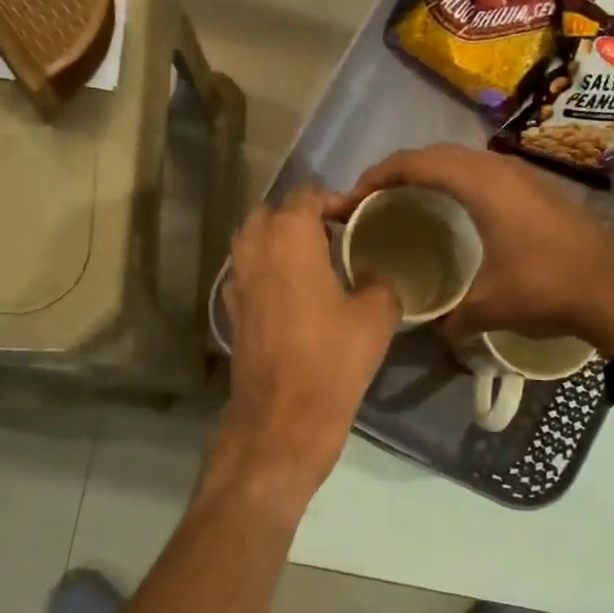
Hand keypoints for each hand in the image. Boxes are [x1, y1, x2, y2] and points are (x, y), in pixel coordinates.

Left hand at [215, 187, 401, 506]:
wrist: (282, 418)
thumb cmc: (332, 359)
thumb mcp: (376, 315)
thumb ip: (381, 280)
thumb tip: (378, 273)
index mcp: (288, 237)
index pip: (307, 194)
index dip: (335, 199)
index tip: (360, 217)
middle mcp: (255, 248)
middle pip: (273, 211)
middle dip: (303, 216)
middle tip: (336, 235)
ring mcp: (237, 279)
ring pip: (255, 239)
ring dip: (282, 240)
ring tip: (318, 261)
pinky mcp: (232, 308)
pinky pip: (249, 270)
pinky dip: (269, 268)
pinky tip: (297, 293)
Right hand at [340, 145, 613, 353]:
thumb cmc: (547, 287)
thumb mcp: (489, 307)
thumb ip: (451, 317)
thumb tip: (433, 331)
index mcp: (479, 185)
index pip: (415, 164)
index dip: (377, 176)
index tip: (354, 198)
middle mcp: (498, 169)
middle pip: (436, 154)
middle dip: (400, 170)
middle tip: (375, 198)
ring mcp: (523, 176)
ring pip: (464, 159)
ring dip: (432, 172)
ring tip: (410, 200)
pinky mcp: (539, 189)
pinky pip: (484, 172)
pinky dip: (458, 181)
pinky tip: (457, 211)